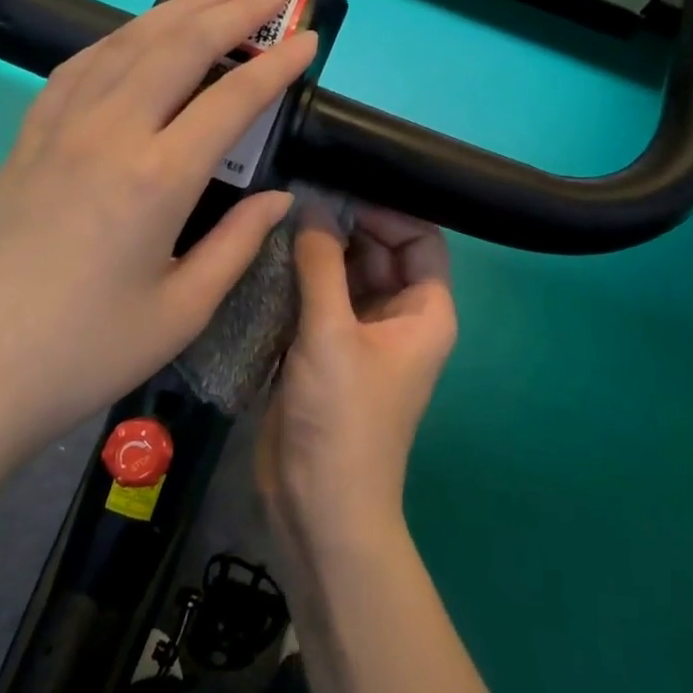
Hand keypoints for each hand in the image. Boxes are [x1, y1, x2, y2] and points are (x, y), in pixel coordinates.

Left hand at [0, 0, 317, 490]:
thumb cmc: (83, 355)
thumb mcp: (181, 312)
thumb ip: (237, 244)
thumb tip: (280, 198)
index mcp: (156, 180)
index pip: (230, 101)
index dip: (275, 66)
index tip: (308, 40)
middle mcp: (108, 135)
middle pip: (177, 49)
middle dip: (230, 11)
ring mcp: (58, 131)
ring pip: (124, 46)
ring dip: (174, 10)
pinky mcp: (25, 141)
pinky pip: (77, 69)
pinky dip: (115, 39)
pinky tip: (132, 35)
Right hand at [258, 208, 456, 555]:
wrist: (319, 504)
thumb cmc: (341, 418)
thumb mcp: (331, 334)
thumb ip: (321, 264)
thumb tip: (312, 206)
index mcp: (424, 311)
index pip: (420, 238)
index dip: (386, 210)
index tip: (339, 188)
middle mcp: (398, 317)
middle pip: (379, 251)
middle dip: (345, 223)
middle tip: (298, 191)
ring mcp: (360, 334)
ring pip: (345, 274)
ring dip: (318, 249)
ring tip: (278, 213)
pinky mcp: (325, 349)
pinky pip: (319, 299)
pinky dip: (300, 278)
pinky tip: (268, 253)